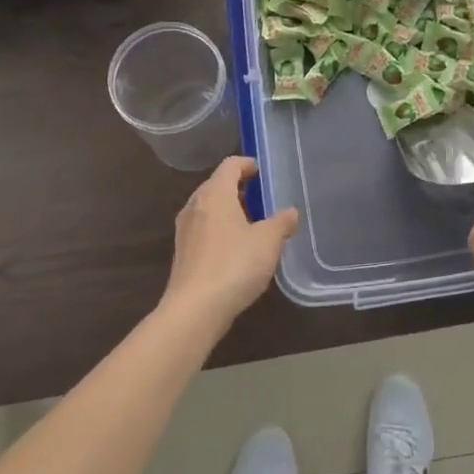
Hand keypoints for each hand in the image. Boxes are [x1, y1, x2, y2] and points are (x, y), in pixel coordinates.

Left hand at [160, 157, 298, 331]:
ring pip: (209, 209)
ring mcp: (185, 231)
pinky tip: (237, 249)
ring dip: (229, 210)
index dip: (247, 164)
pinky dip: (220, 229)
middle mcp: (195, 206)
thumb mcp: (268, 241)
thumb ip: (281, 222)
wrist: (194, 310)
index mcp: (215, 194)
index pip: (230, 165)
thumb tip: (290, 213)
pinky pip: (204, 229)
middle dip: (238, 188)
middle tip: (262, 198)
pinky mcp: (183, 253)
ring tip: (253, 224)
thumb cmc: (234, 265)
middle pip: (216, 185)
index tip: (262, 172)